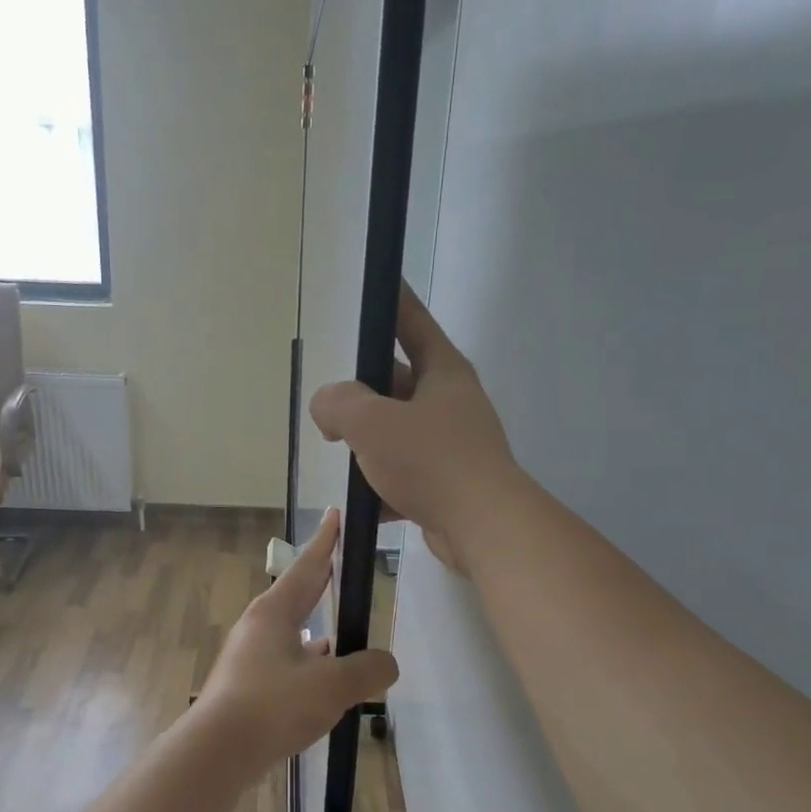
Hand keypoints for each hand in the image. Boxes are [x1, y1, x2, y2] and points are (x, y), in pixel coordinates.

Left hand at [188, 509, 398, 780]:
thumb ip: (367, 670)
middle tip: (343, 565)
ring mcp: (249, 657)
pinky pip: (286, 661)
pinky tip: (321, 679)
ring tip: (343, 632)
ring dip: (316, 627)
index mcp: (275, 612)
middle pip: (297, 594)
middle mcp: (258, 627)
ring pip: (291, 632)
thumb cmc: (273, 705)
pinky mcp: (247, 685)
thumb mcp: (333, 686)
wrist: (217, 752)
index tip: (335, 515)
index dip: (327, 541)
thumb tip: (386, 664)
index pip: (309, 566)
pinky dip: (307, 661)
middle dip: (322, 580)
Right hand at [309, 283, 518, 573]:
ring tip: (347, 461)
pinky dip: (387, 487)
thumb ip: (338, 403)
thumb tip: (327, 406)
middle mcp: (452, 402)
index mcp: (442, 372)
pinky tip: (369, 506)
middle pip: (398, 384)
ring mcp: (455, 444)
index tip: (379, 284)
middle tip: (333, 415)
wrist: (483, 527)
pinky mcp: (451, 483)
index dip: (393, 301)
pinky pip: (409, 475)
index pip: (412, 322)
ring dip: (372, 447)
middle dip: (364, 398)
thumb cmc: (430, 461)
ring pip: (400, 433)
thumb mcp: (371, 422)